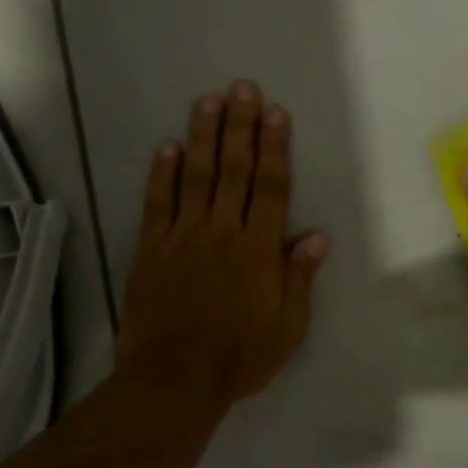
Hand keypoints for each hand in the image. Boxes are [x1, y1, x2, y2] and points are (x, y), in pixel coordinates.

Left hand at [115, 81, 329, 407]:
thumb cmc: (240, 356)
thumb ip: (299, 277)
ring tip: (209, 101)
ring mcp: (183, 237)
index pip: (271, 188)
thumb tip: (317, 235)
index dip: (275, 148)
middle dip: (240, 127)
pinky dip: (162, 174)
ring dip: (203, 137)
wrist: (175, 380)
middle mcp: (222, 232)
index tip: (275, 113)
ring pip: (195, 177)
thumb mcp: (288, 327)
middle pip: (234, 171)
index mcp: (259, 250)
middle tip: (242, 88)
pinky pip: (157, 204)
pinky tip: (166, 147)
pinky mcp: (151, 250)